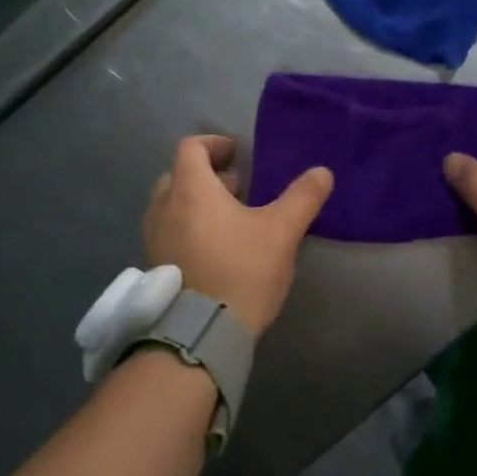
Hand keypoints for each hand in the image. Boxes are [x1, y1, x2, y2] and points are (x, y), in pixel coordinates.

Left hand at [143, 135, 333, 336]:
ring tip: (229, 218)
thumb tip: (322, 171)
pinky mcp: (154, 265)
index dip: (214, 144)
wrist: (202, 331)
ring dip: (196, 202)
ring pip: (171, 205)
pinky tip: (215, 248)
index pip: (191, 148)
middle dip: (206, 175)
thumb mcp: (281, 231)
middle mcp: (164, 207)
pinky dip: (187, 227)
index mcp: (190, 189)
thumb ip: (302, 197)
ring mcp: (154, 237)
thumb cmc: (241, 270)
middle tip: (237, 187)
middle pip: (178, 174)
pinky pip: (168, 231)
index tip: (237, 153)